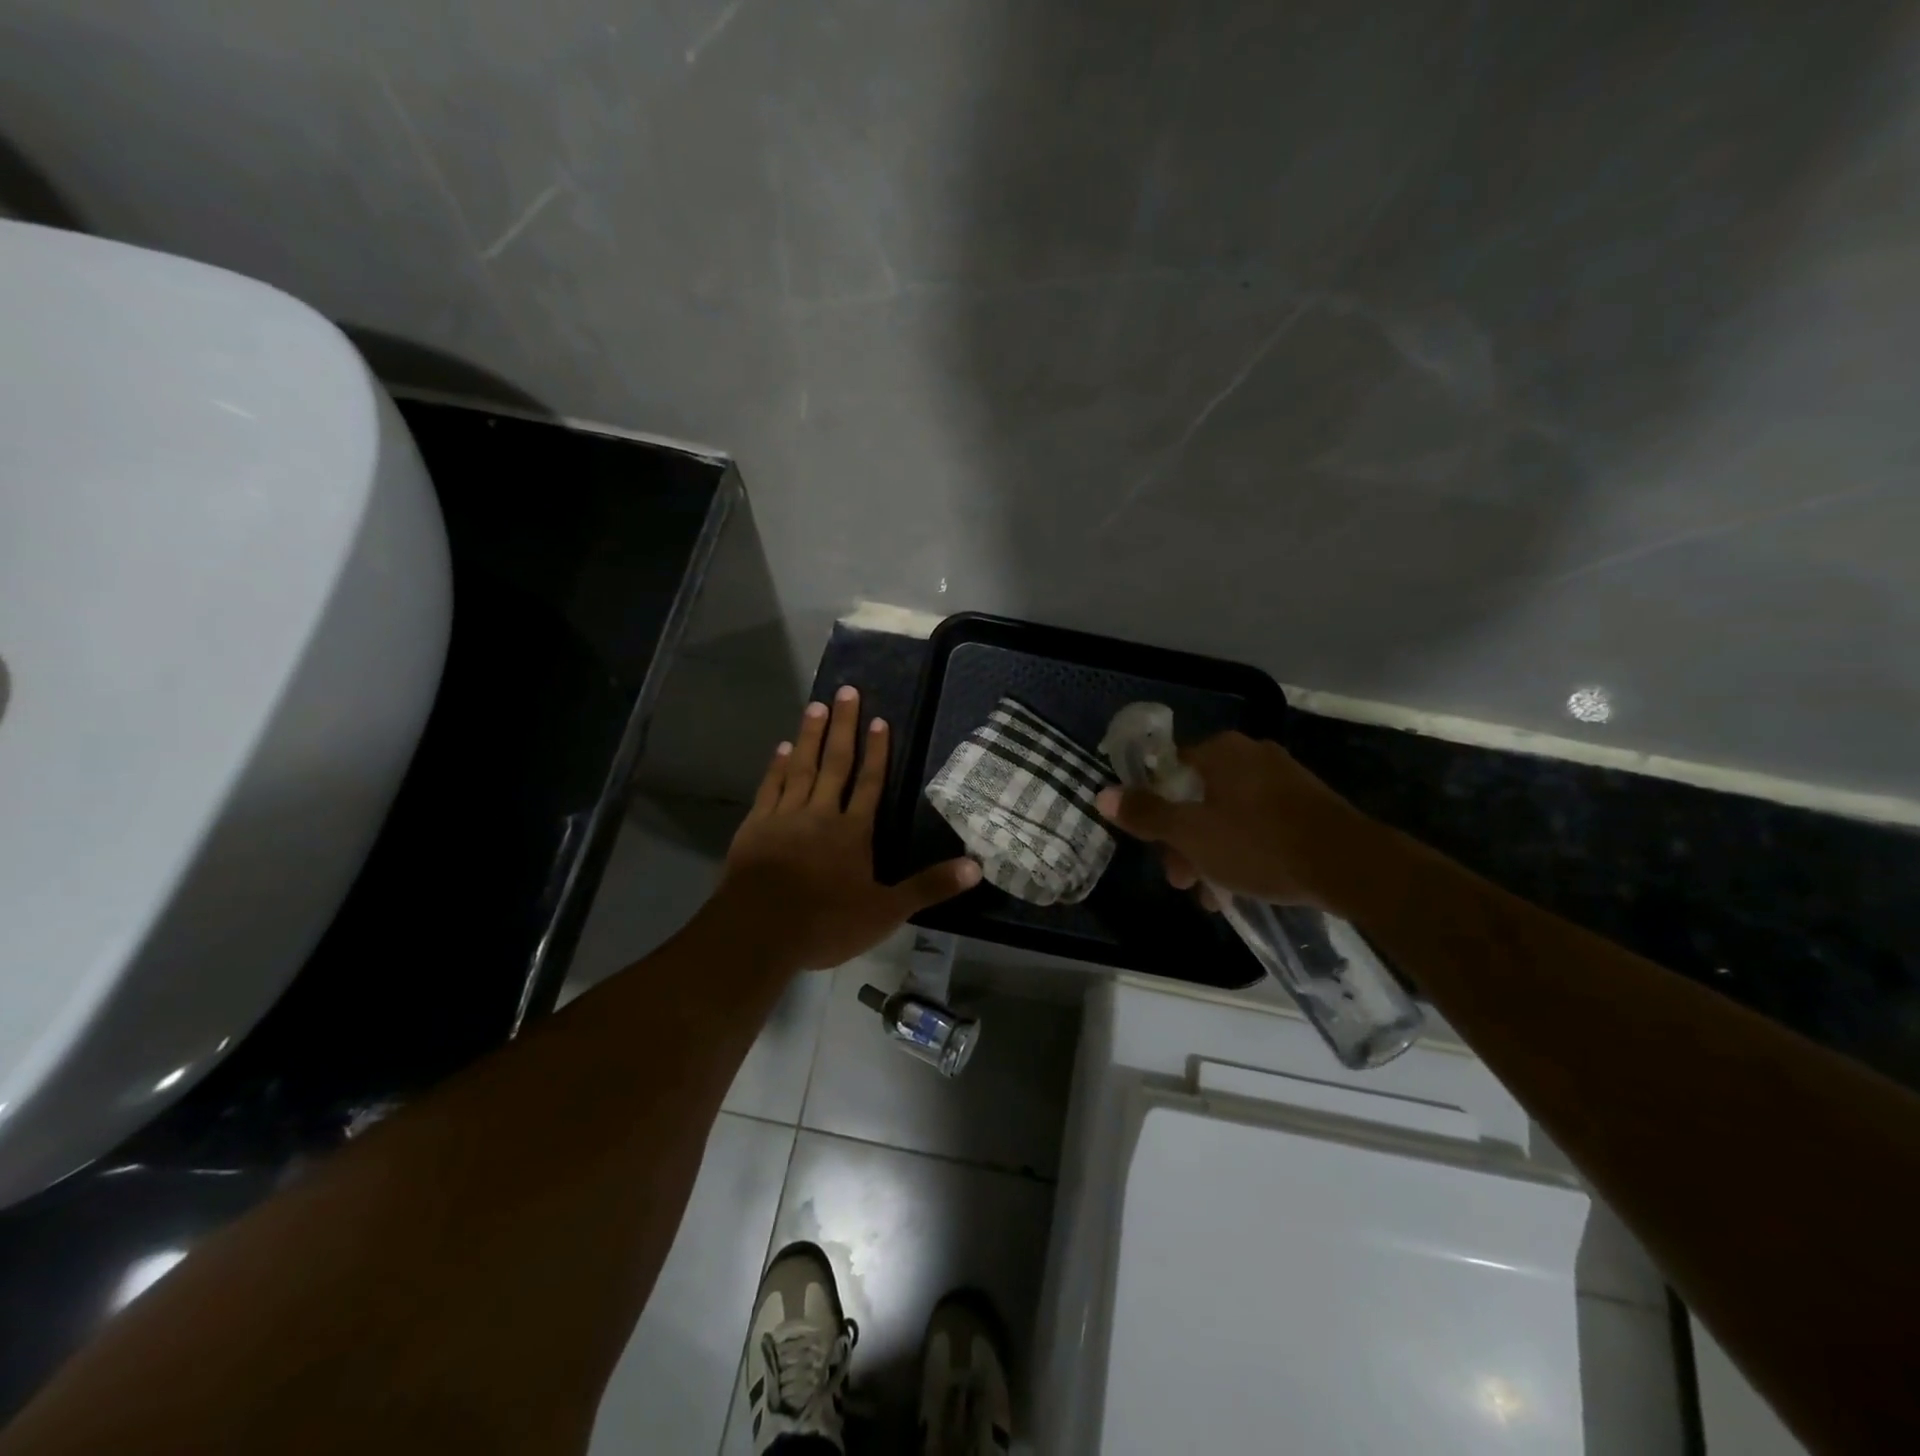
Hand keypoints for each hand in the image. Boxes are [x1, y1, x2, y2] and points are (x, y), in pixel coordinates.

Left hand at [721, 687, 981, 970]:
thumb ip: (928, 887)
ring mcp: (784, 818)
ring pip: (800, 768)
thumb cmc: (825, 923)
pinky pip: (770, 788)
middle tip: (846, 691)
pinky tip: (782, 748)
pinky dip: (777, 766)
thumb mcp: (885, 912)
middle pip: (835, 764)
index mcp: (852, 832)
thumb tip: (976, 867)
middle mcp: (820, 814)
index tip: (879, 720)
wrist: (759, 933)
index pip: (869, 783)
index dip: (877, 752)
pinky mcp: (755, 827)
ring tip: (816, 706)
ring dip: (809, 736)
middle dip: (842, 727)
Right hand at [1094, 731, 1375, 912]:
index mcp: (1221, 752)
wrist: (1351, 866)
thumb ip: (1146, 814)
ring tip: (1213, 897)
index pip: (1168, 771)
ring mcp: (1283, 779)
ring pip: (1228, 815)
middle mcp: (1251, 755)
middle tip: (1182, 881)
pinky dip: (1243, 851)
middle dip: (1184, 842)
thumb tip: (1101, 794)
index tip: (1153, 846)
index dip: (1153, 809)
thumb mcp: (1192, 834)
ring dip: (1211, 853)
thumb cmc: (1260, 845)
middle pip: (1197, 796)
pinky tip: (1243, 887)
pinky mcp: (1307, 805)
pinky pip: (1259, 824)